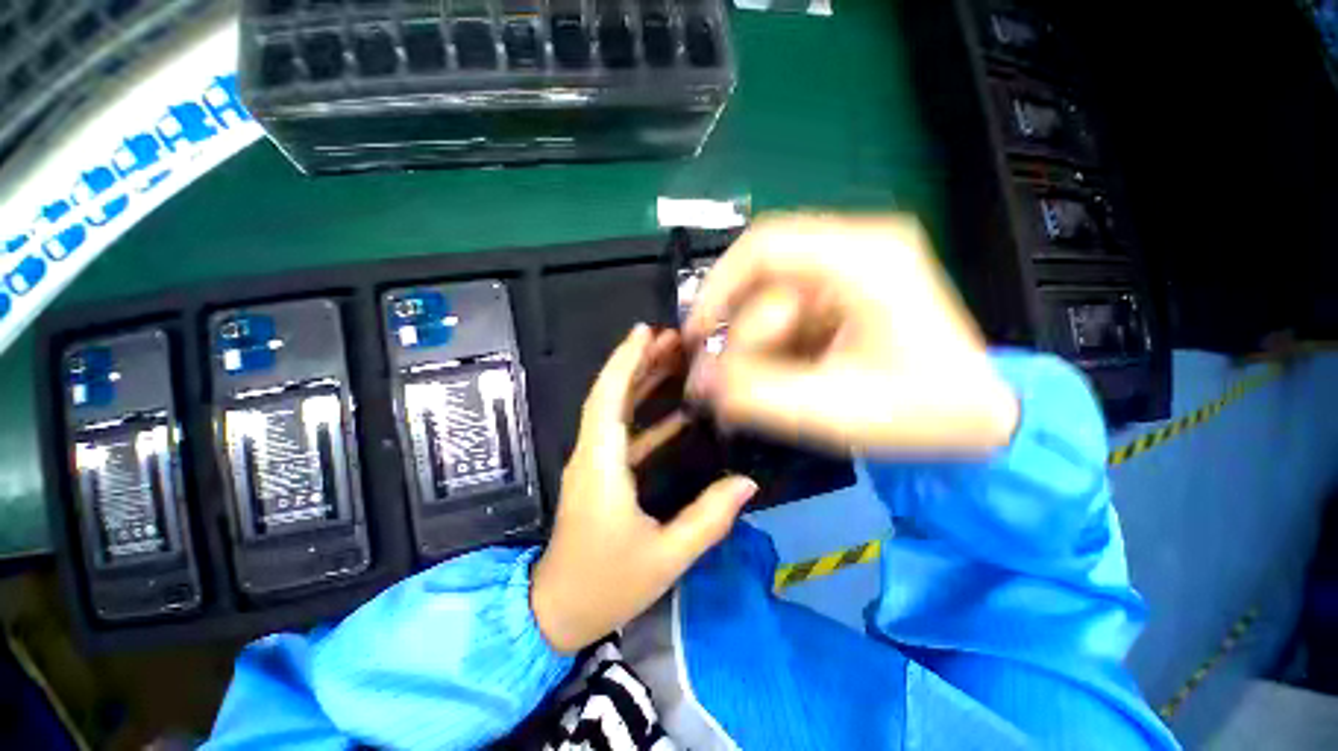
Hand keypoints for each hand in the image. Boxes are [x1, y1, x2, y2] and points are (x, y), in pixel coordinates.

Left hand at [532, 325, 757, 653]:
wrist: (558, 611)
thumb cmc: (607, 585)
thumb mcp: (666, 558)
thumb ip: (708, 518)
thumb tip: (747, 483)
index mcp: (600, 467)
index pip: (608, 399)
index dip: (625, 361)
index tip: (645, 331)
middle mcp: (590, 455)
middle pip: (610, 395)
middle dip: (638, 362)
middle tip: (671, 338)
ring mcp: (593, 463)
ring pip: (615, 410)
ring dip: (641, 382)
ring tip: (673, 359)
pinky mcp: (599, 473)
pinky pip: (621, 432)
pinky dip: (644, 413)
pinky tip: (675, 410)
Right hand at [684, 213, 1018, 454]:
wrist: (979, 420)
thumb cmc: (922, 413)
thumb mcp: (832, 409)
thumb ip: (756, 395)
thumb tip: (700, 383)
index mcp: (862, 258)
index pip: (763, 247)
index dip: (717, 288)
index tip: (697, 334)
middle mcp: (855, 249)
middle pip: (763, 280)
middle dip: (742, 337)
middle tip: (727, 385)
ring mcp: (850, 272)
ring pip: (770, 301)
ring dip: (757, 348)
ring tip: (758, 391)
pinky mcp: (845, 296)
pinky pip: (787, 315)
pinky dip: (772, 349)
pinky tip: (779, 378)